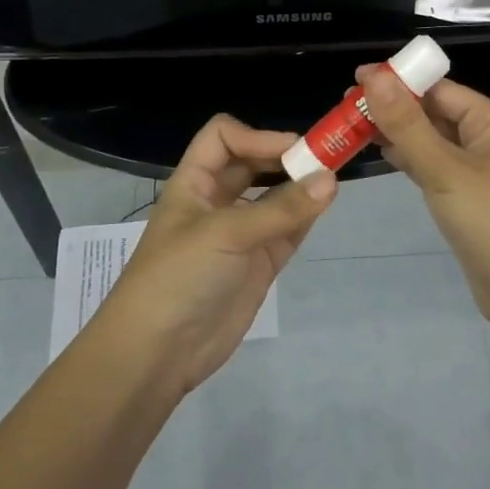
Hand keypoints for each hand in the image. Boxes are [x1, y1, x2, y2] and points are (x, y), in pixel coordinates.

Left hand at [98, 114, 335, 392]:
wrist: (157, 353)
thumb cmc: (179, 277)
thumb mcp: (225, 233)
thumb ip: (281, 208)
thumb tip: (331, 179)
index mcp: (194, 183)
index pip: (223, 138)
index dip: (256, 136)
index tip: (292, 151)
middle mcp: (217, 201)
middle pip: (253, 163)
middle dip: (284, 157)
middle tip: (324, 159)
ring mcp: (239, 233)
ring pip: (274, 196)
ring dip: (299, 186)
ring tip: (332, 180)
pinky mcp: (258, 263)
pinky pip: (287, 229)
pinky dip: (306, 216)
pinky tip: (325, 205)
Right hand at [359, 66, 489, 327]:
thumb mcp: (444, 169)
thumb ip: (407, 124)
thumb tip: (374, 76)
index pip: (440, 89)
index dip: (399, 81)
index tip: (355, 79)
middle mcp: (489, 139)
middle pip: (435, 112)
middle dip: (393, 107)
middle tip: (345, 105)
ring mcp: (479, 170)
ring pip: (432, 140)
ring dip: (397, 132)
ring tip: (352, 124)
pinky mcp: (468, 197)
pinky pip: (434, 166)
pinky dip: (409, 158)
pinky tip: (381, 152)